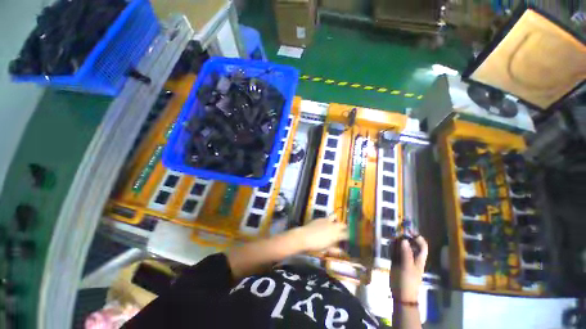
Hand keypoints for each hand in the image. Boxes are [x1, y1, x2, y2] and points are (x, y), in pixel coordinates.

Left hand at [297, 215, 347, 252]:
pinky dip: (328, 220)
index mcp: (336, 235)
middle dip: (344, 227)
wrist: (304, 237)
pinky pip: (327, 217)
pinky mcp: (320, 218)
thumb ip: (335, 249)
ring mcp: (327, 221)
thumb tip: (342, 251)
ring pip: (335, 217)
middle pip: (343, 225)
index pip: (347, 234)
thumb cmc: (316, 246)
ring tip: (335, 223)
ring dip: (336, 220)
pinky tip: (325, 223)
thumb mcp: (327, 249)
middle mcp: (333, 226)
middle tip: (343, 231)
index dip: (349, 236)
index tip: (349, 238)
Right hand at [390, 236, 427, 302]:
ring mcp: (404, 259)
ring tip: (392, 238)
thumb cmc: (407, 281)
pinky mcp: (396, 261)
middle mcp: (412, 257)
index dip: (417, 237)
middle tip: (396, 233)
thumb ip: (405, 253)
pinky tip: (389, 244)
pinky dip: (392, 247)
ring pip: (401, 247)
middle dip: (404, 237)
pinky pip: (395, 251)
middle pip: (410, 244)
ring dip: (397, 241)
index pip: (422, 245)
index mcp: (419, 258)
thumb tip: (404, 239)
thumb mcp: (407, 267)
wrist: (401, 294)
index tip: (408, 230)